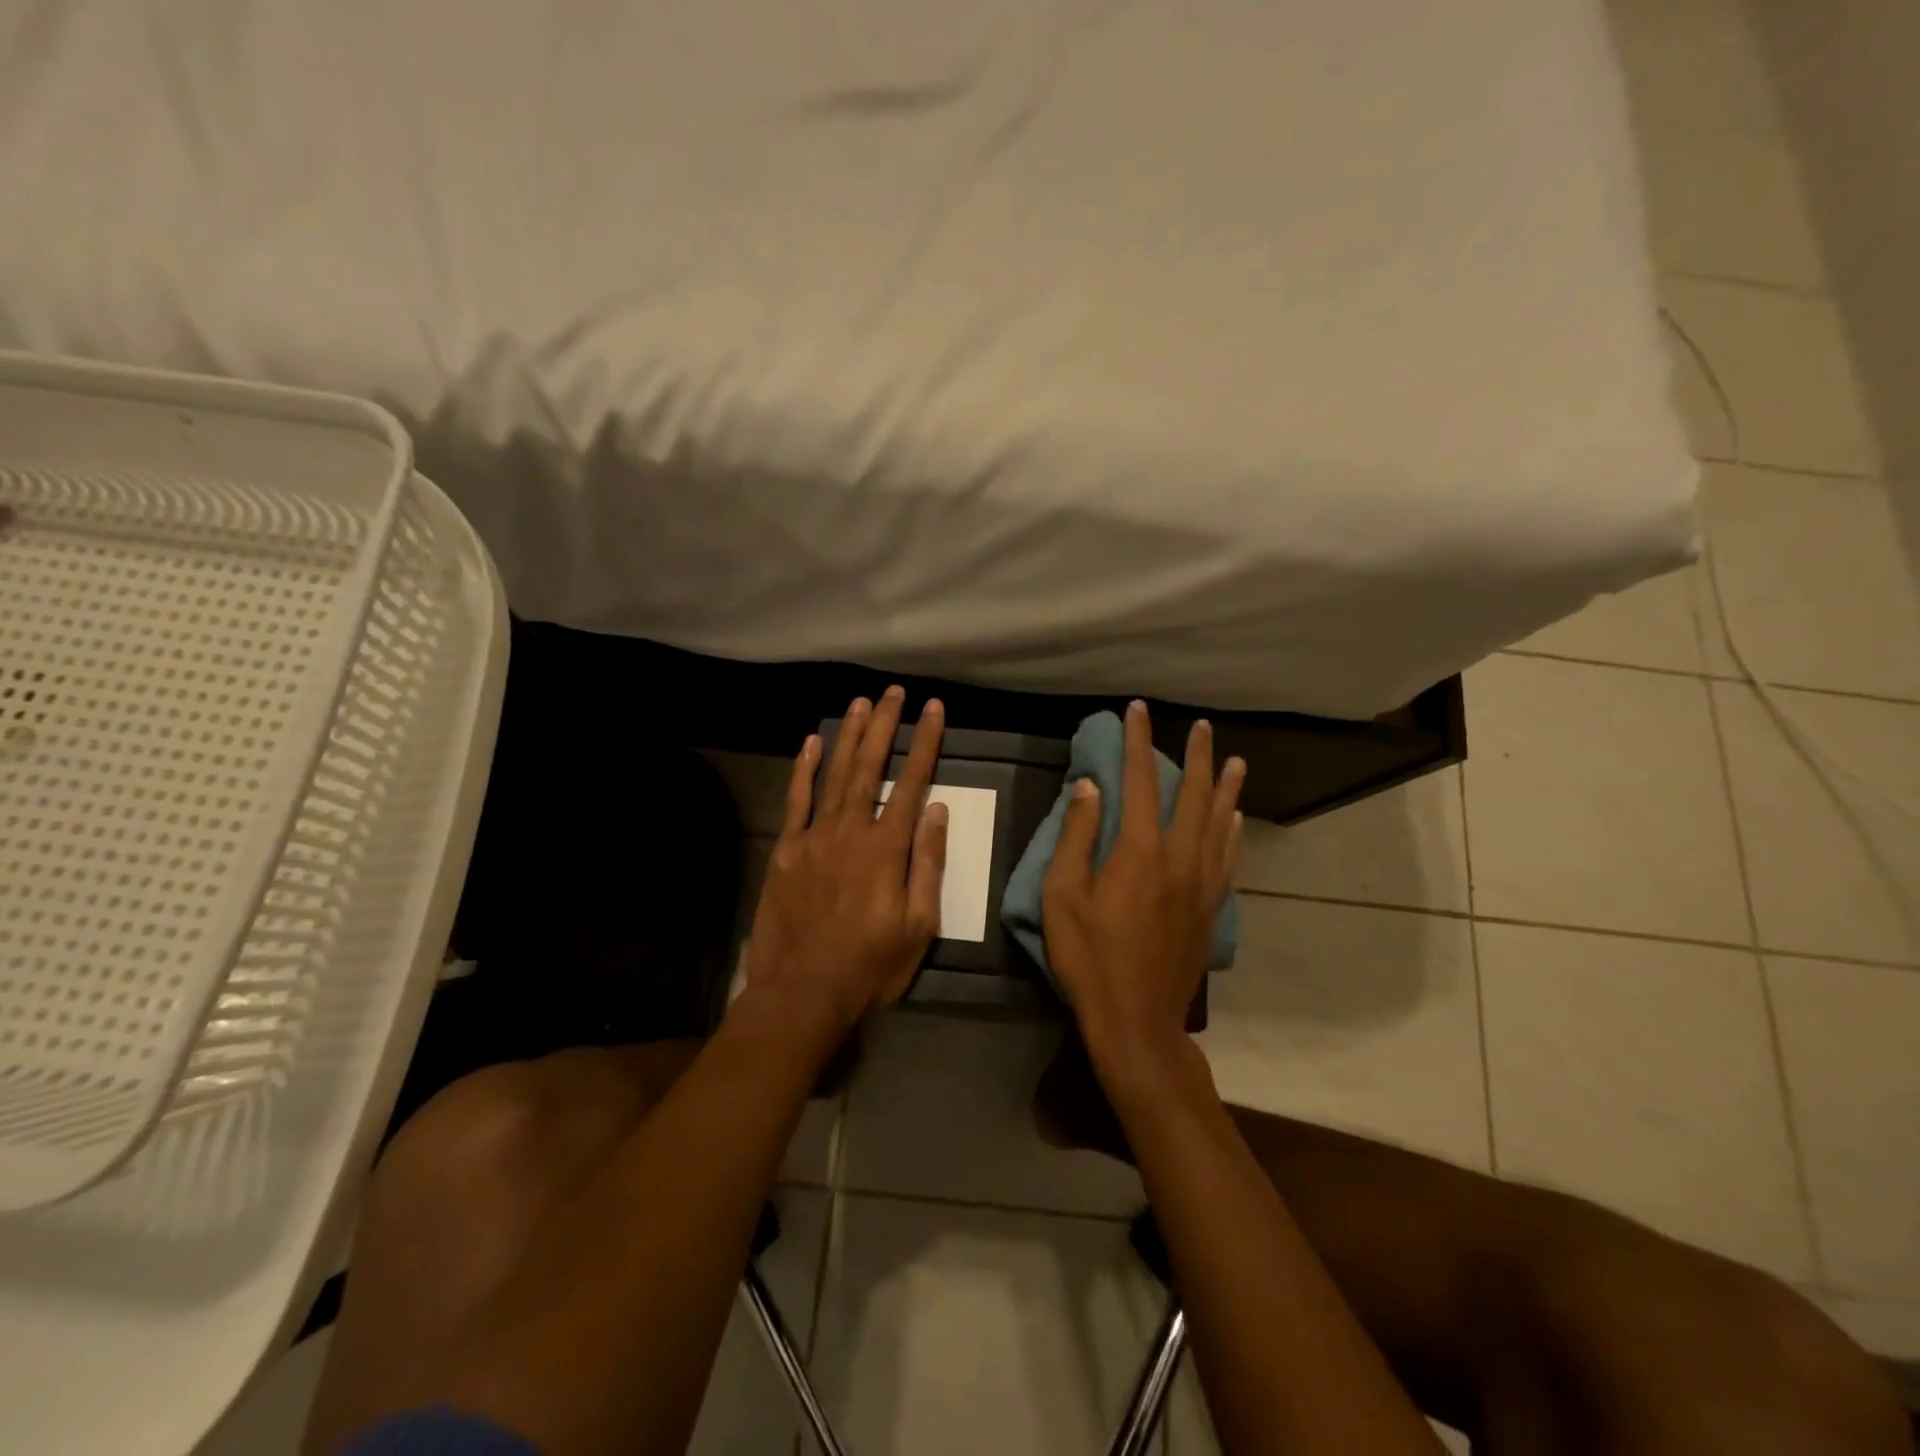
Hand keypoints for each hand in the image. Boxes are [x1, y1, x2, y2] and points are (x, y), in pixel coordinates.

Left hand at [743, 686, 948, 1032]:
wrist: (803, 993)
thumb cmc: (870, 965)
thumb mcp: (919, 925)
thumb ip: (927, 863)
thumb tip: (936, 810)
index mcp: (887, 849)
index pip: (912, 783)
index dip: (924, 743)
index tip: (933, 709)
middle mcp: (851, 831)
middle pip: (870, 767)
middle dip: (884, 726)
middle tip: (893, 692)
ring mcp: (814, 837)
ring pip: (835, 774)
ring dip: (849, 736)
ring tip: (860, 703)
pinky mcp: (786, 850)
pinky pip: (796, 800)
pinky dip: (804, 769)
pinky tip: (811, 742)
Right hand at [1042, 701, 1243, 1058]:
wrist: (1137, 1019)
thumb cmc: (1089, 956)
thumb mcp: (1062, 895)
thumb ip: (1077, 836)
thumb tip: (1090, 786)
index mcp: (1139, 850)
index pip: (1140, 781)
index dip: (1139, 742)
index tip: (1138, 710)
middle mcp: (1178, 857)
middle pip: (1193, 795)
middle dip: (1196, 756)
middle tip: (1201, 726)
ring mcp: (1201, 884)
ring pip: (1219, 823)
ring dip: (1226, 788)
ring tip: (1236, 761)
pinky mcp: (1210, 909)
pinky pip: (1228, 858)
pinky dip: (1233, 831)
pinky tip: (1236, 819)